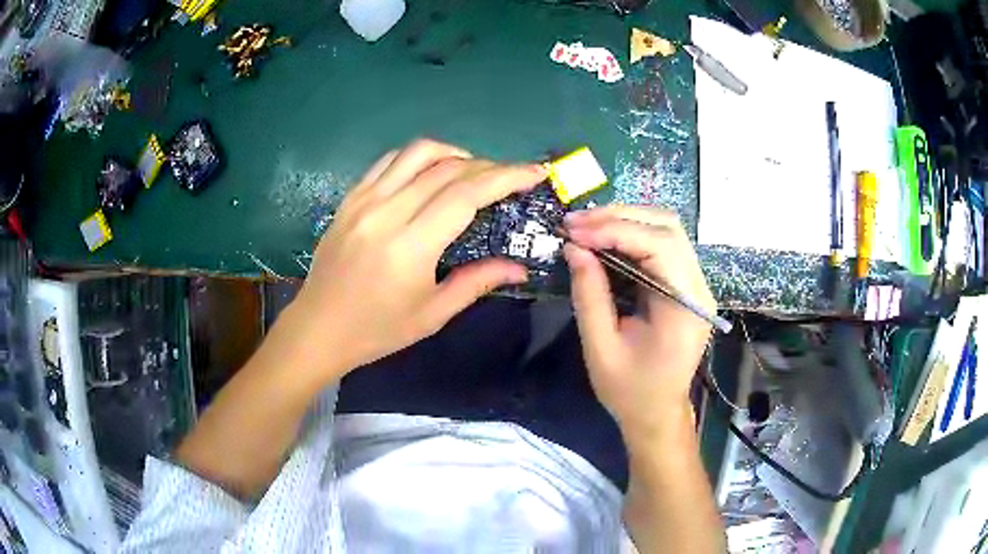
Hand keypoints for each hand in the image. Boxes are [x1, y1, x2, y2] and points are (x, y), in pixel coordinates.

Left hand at [285, 139, 546, 380]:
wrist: (318, 328)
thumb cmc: (377, 330)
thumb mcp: (432, 314)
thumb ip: (478, 282)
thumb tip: (520, 267)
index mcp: (410, 246)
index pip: (466, 194)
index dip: (506, 177)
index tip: (534, 173)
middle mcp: (386, 212)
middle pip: (447, 168)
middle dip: (488, 166)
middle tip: (509, 179)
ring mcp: (364, 200)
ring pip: (417, 153)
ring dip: (454, 153)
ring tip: (473, 170)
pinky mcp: (350, 198)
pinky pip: (389, 161)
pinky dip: (418, 158)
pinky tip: (430, 173)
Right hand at [562, 206, 714, 443]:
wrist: (657, 412)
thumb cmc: (630, 390)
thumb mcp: (600, 348)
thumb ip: (589, 295)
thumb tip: (574, 248)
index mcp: (685, 307)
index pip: (658, 246)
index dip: (614, 231)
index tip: (574, 232)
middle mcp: (698, 288)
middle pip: (667, 227)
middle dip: (619, 217)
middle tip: (575, 222)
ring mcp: (695, 284)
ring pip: (666, 229)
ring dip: (625, 220)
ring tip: (585, 226)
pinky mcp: (685, 285)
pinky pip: (662, 245)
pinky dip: (631, 234)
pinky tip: (604, 237)